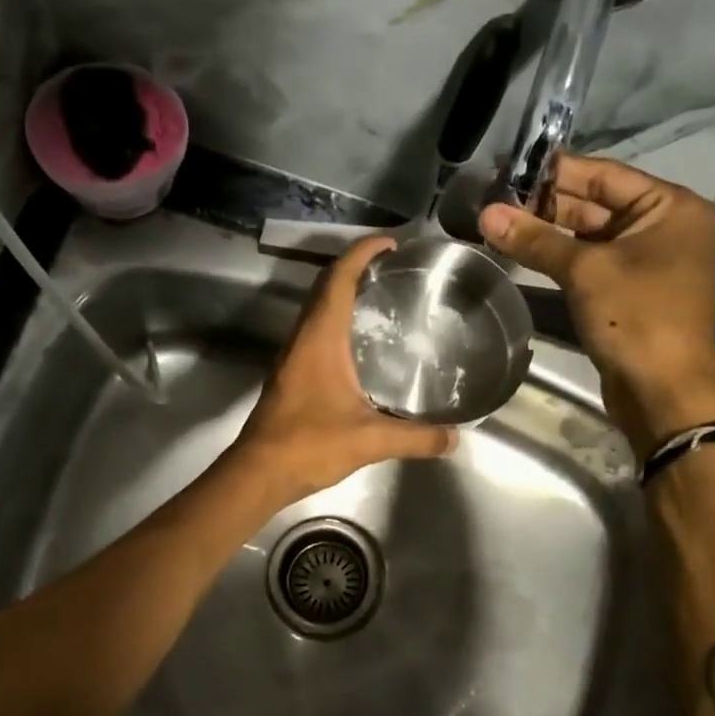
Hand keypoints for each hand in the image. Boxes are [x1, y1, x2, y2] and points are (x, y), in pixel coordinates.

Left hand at [228, 237, 456, 505]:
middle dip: (356, 267)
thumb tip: (455, 438)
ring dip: (345, 293)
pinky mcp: (291, 373)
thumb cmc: (309, 445)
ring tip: (383, 297)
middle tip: (394, 268)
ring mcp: (293, 355)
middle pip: (326, 286)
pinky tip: (362, 343)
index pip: (338, 278)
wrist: (258, 472)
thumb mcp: (369, 440)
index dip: (361, 253)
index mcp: (320, 338)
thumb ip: (416, 438)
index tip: (390, 243)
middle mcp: (303, 337)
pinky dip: (338, 319)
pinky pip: (316, 330)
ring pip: (318, 308)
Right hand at [479, 157, 714, 456]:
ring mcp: (646, 260)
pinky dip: (558, 257)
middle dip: (546, 204)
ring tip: (498, 223)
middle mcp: (663, 226)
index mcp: (670, 206)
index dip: (554, 172)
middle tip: (494, 200)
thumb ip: (535, 239)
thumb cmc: (637, 319)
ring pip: (589, 234)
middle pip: (595, 203)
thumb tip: (485, 213)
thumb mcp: (585, 272)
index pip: (603, 175)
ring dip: (547, 232)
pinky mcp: (628, 290)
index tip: (508, 168)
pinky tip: (521, 251)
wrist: (664, 393)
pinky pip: (589, 261)